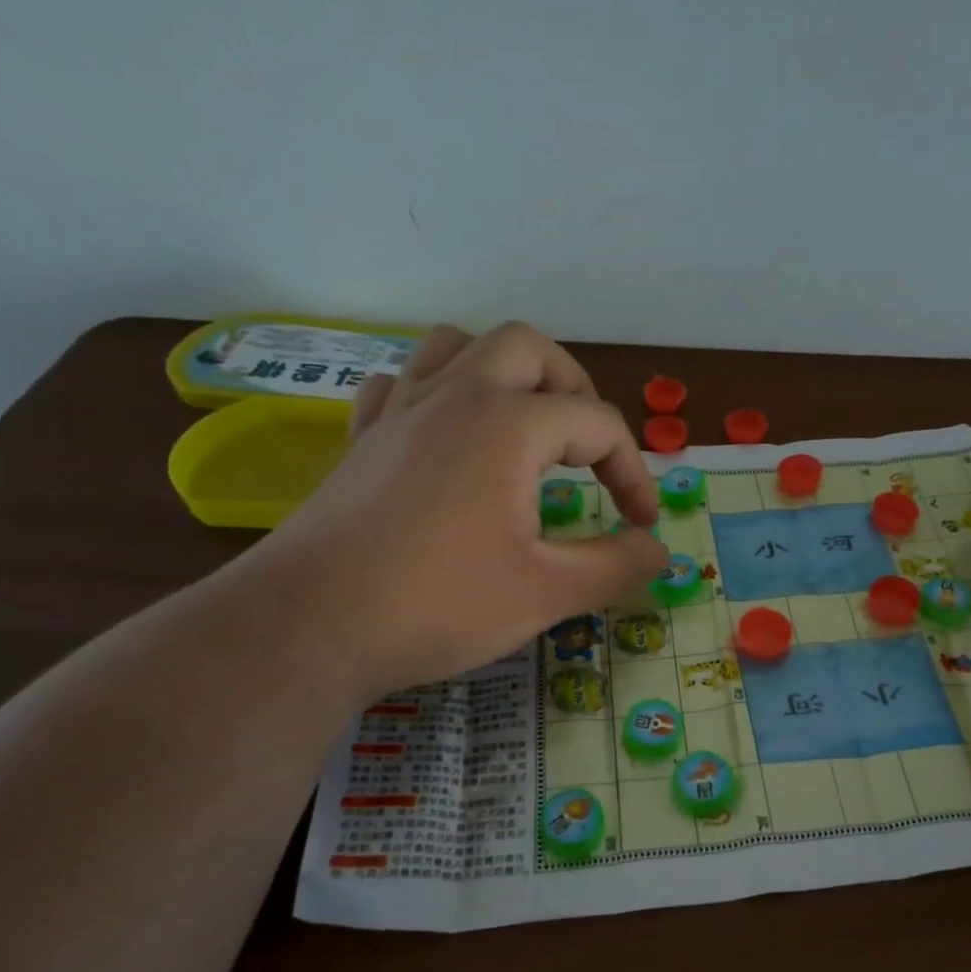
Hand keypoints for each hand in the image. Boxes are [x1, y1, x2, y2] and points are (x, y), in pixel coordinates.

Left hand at [242, 322, 667, 698]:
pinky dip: (436, 394)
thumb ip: (616, 565)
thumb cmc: (440, 603)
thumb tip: (660, 551)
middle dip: (573, 388)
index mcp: (510, 424)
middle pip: (528, 348)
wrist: (310, 624)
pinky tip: (444, 436)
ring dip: (503, 373)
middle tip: (588, 446)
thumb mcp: (548, 592)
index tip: (640, 524)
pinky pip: (404, 384)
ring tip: (522, 424)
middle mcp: (457, 396)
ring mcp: (400, 411)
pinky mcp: (362, 438)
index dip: (633, 472)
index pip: (598, 425)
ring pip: (458, 346)